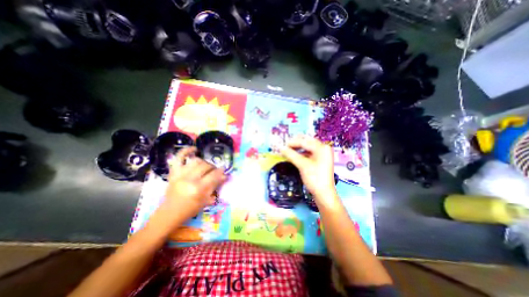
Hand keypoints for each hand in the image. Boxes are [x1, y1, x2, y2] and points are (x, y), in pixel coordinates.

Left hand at [163, 146, 224, 220]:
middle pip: (205, 166)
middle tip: (214, 170)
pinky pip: (179, 158)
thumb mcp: (206, 200)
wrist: (170, 212)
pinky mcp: (173, 172)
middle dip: (212, 167)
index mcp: (198, 189)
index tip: (224, 170)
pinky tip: (194, 149)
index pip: (213, 175)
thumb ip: (215, 186)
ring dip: (204, 162)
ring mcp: (180, 174)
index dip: (220, 172)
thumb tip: (224, 176)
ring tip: (205, 166)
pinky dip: (186, 151)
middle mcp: (189, 179)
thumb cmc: (191, 208)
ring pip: (196, 161)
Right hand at [279, 137, 336, 203]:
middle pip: (307, 142)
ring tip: (288, 150)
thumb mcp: (302, 165)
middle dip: (295, 144)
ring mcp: (322, 154)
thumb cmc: (315, 178)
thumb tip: (281, 148)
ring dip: (297, 148)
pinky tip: (294, 155)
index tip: (282, 145)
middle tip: (285, 146)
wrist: (324, 194)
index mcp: (322, 148)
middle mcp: (323, 148)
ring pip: (307, 147)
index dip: (292, 143)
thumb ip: (291, 155)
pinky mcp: (319, 160)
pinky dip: (301, 153)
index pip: (305, 142)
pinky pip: (308, 153)